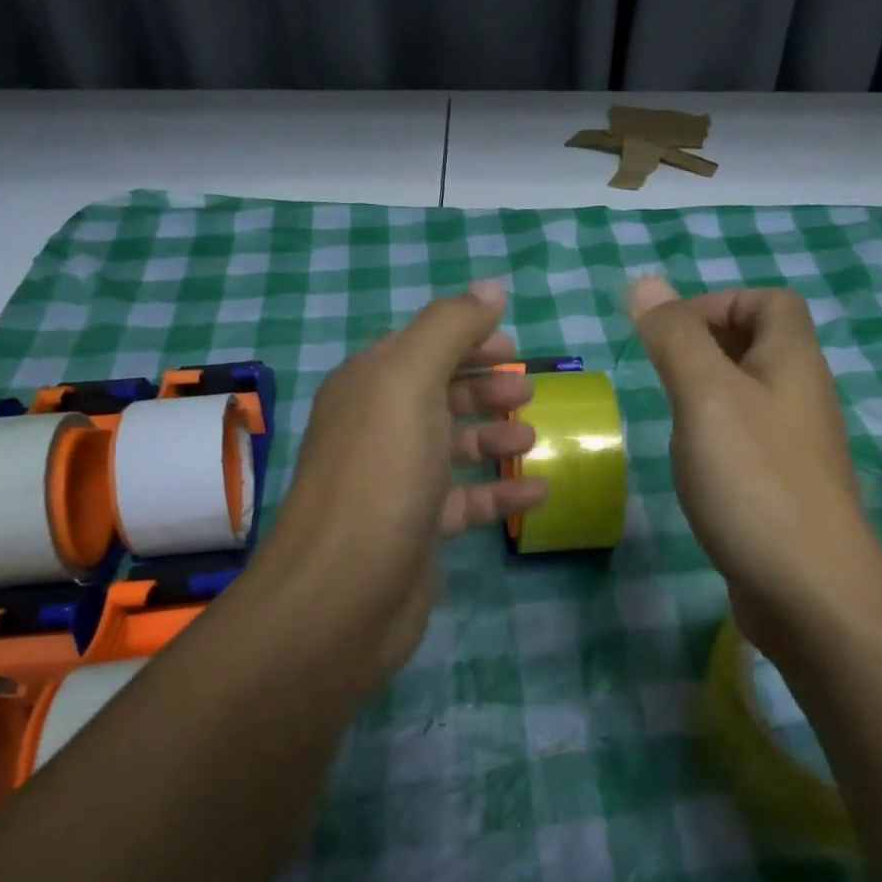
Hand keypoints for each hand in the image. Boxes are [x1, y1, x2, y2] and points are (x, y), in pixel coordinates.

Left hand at [259, 281, 547, 678]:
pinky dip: (499, 492)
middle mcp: (376, 428)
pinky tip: (538, 492)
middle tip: (528, 394)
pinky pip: (464, 501)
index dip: (468, 340)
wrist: (344, 593)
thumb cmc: (381, 473)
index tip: (515, 348)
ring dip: (493, 437)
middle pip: (438, 394)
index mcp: (368, 385)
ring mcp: (395, 482)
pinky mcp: (415, 530)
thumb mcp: (411, 381)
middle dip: (484, 388)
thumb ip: (451, 328)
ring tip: (532, 437)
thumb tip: (491, 289)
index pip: (421, 345)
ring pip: (451, 447)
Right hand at [626, 276, 881, 660]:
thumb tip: (643, 283)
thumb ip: (674, 338)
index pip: (771, 302)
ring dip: (709, 393)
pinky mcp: (786, 488)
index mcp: (793, 362)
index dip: (719, 303)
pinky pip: (750, 440)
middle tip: (663, 375)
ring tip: (674, 418)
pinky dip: (718, 437)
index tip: (672, 337)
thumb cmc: (754, 480)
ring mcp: (798, 446)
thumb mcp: (705, 397)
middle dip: (707, 346)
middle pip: (762, 345)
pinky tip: (695, 465)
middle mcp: (804, 396)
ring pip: (752, 396)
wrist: (809, 590)